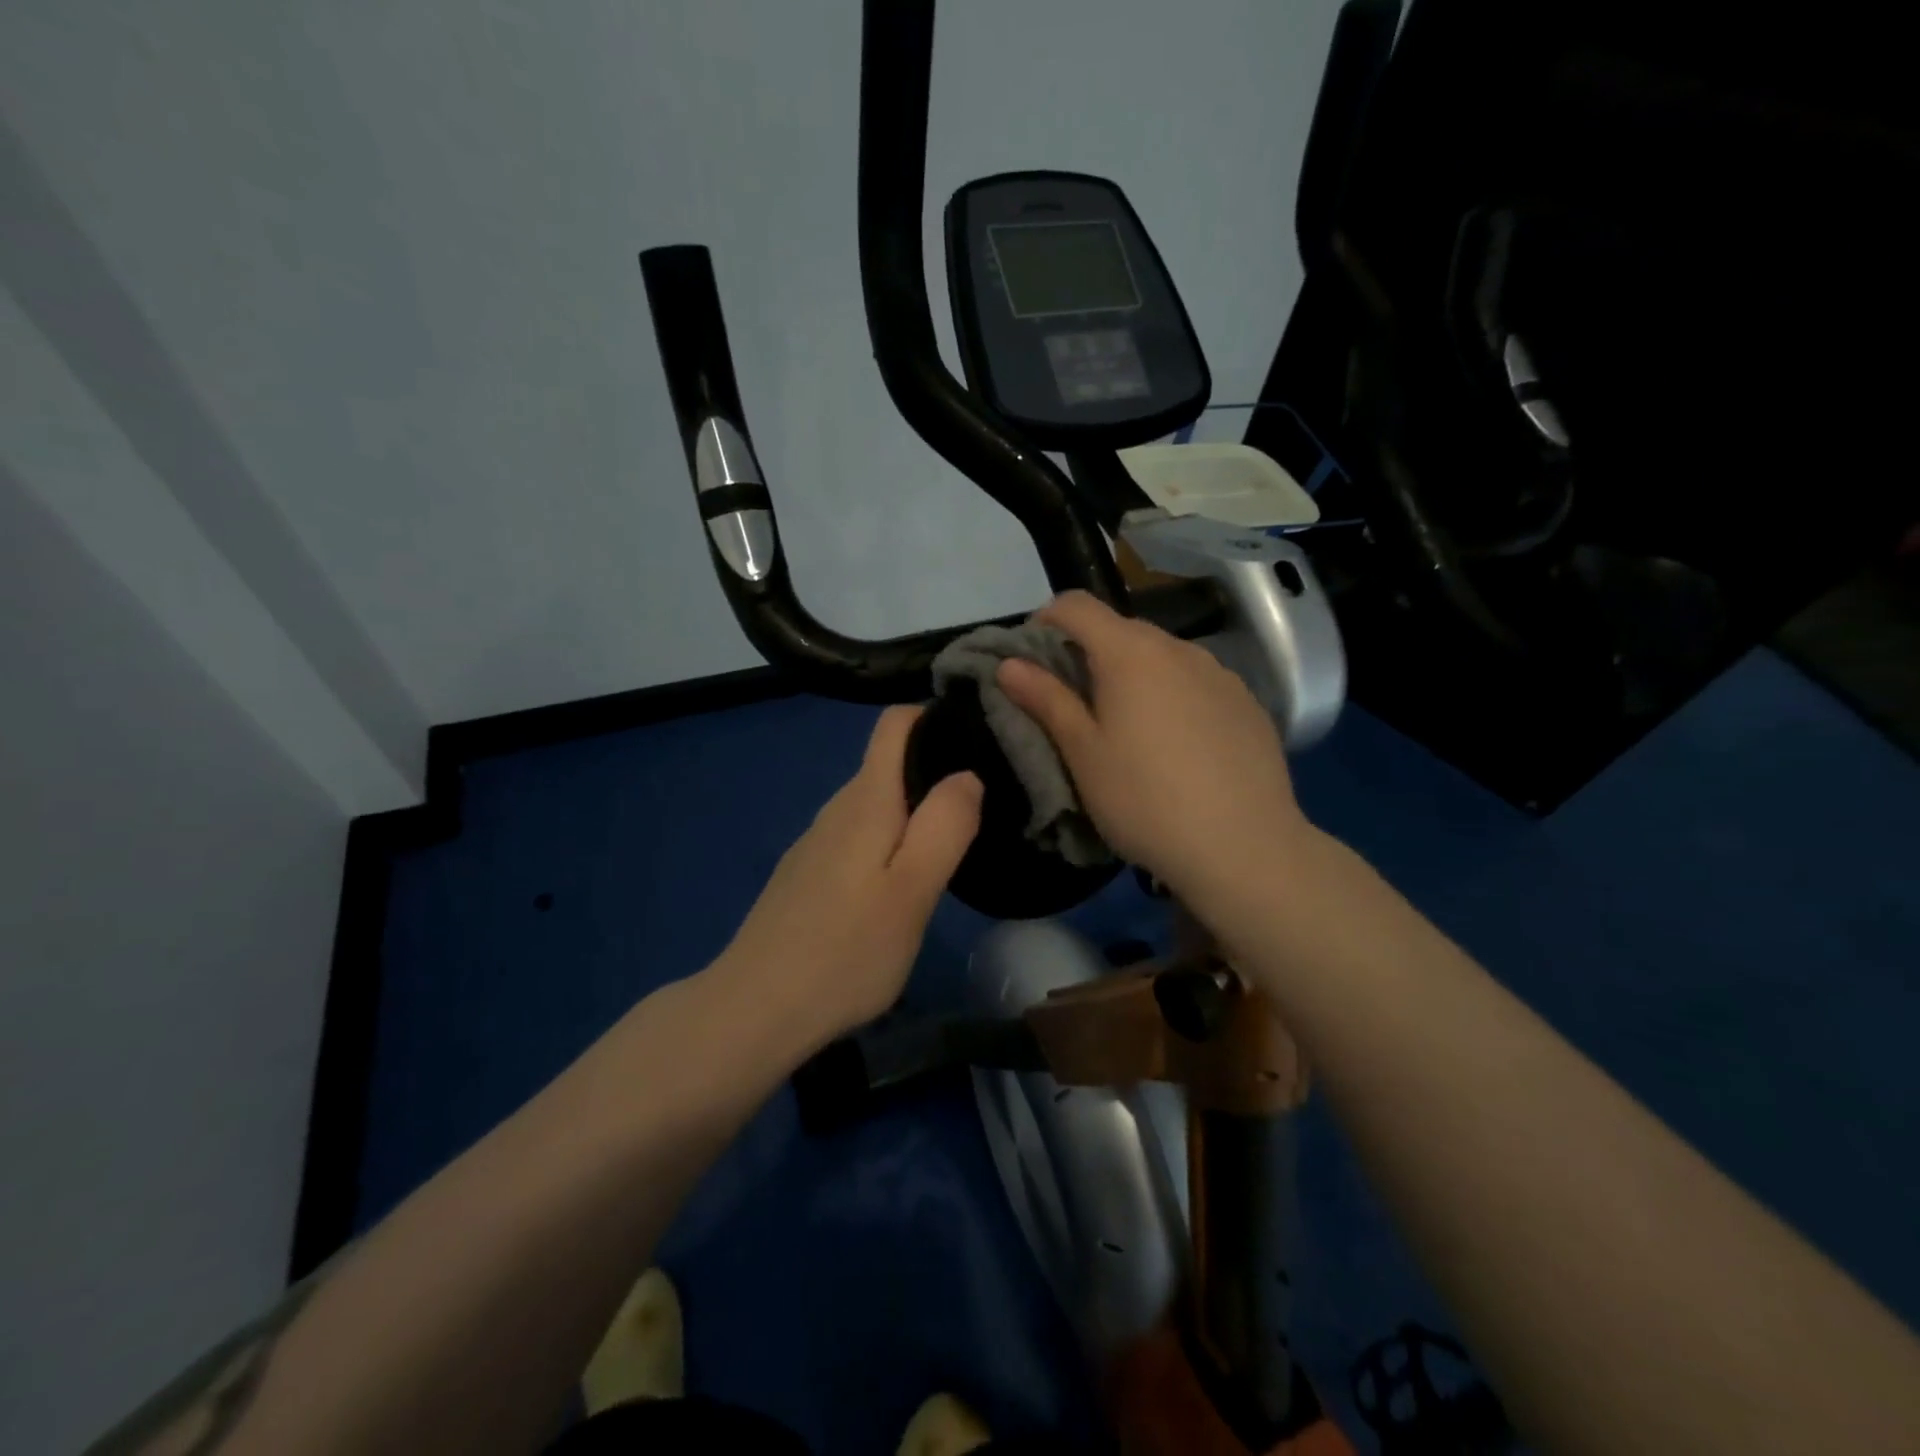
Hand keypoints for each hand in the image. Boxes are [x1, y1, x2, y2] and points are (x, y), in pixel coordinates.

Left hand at [717, 706, 981, 1042]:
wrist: (755, 1009)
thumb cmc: (846, 950)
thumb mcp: (913, 890)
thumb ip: (944, 825)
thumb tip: (966, 773)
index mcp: (865, 800)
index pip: (895, 723)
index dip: (934, 716)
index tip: (978, 735)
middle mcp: (837, 808)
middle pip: (889, 762)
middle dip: (935, 767)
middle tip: (985, 802)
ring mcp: (817, 842)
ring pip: (876, 803)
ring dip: (914, 809)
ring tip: (955, 839)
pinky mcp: (807, 873)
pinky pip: (859, 834)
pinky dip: (889, 839)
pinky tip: (903, 880)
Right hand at [997, 591, 1310, 904]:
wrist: (1243, 848)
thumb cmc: (1144, 800)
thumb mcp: (1082, 753)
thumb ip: (1046, 699)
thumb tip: (1009, 663)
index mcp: (1130, 653)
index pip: (1077, 605)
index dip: (1047, 621)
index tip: (1035, 660)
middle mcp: (1179, 649)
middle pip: (1121, 630)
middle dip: (1090, 653)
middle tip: (1076, 705)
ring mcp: (1220, 674)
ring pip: (1163, 657)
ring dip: (1135, 676)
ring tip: (1130, 731)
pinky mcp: (1248, 704)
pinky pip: (1197, 683)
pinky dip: (1174, 697)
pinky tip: (1179, 748)